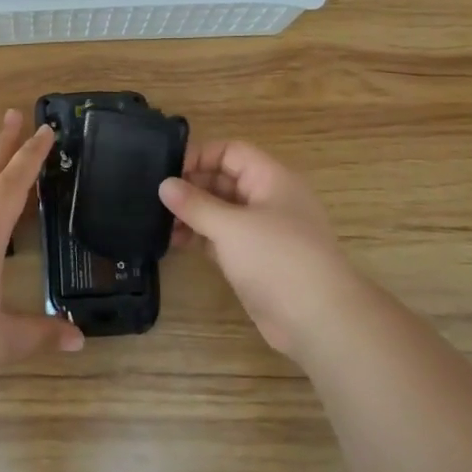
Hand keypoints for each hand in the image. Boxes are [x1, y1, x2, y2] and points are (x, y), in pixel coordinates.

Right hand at [159, 139, 374, 361]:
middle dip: (191, 186)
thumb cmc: (278, 260)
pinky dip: (199, 237)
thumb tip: (164, 184)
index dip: (199, 156)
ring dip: (192, 214)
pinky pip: (221, 238)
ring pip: (220, 211)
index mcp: (271, 179)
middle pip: (224, 180)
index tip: (165, 171)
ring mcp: (261, 231)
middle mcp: (267, 199)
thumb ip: (195, 204)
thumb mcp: (231, 227)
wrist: (319, 320)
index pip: (231, 152)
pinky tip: (173, 242)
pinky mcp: (254, 259)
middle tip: (153, 198)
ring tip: (158, 224)